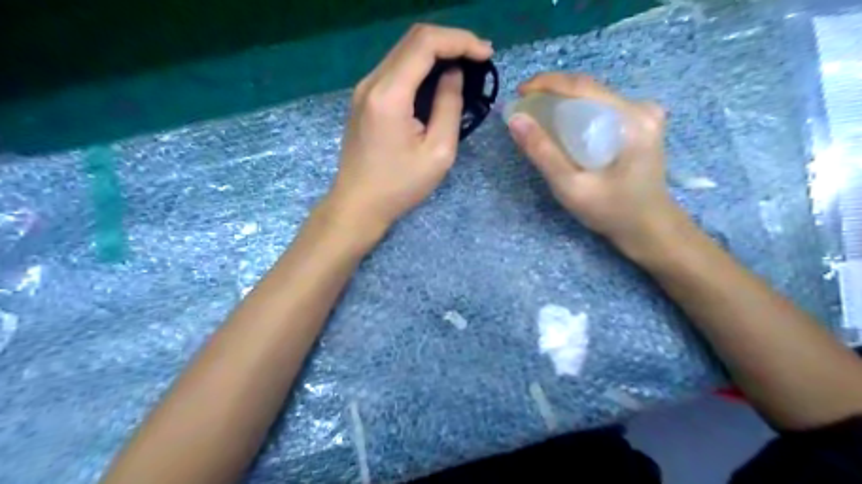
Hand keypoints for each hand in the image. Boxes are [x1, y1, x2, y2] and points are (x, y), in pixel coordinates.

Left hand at [325, 25, 491, 239]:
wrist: (358, 204)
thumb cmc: (400, 186)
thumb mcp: (438, 152)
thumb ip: (449, 106)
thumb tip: (453, 75)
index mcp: (389, 95)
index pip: (425, 44)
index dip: (460, 41)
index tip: (486, 54)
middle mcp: (372, 82)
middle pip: (413, 39)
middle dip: (450, 41)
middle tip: (479, 57)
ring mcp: (364, 88)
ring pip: (403, 51)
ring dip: (436, 51)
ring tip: (464, 66)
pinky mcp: (363, 98)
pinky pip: (395, 68)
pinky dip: (420, 66)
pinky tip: (437, 79)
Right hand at [506, 71, 684, 255]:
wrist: (648, 228)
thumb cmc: (612, 211)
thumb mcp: (571, 187)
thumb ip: (543, 153)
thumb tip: (515, 119)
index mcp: (631, 119)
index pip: (583, 86)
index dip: (546, 83)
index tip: (519, 92)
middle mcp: (641, 108)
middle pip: (589, 89)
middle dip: (552, 93)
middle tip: (524, 108)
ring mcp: (643, 114)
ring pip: (593, 98)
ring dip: (563, 102)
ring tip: (537, 116)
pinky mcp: (640, 124)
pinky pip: (601, 109)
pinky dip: (577, 113)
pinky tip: (562, 127)